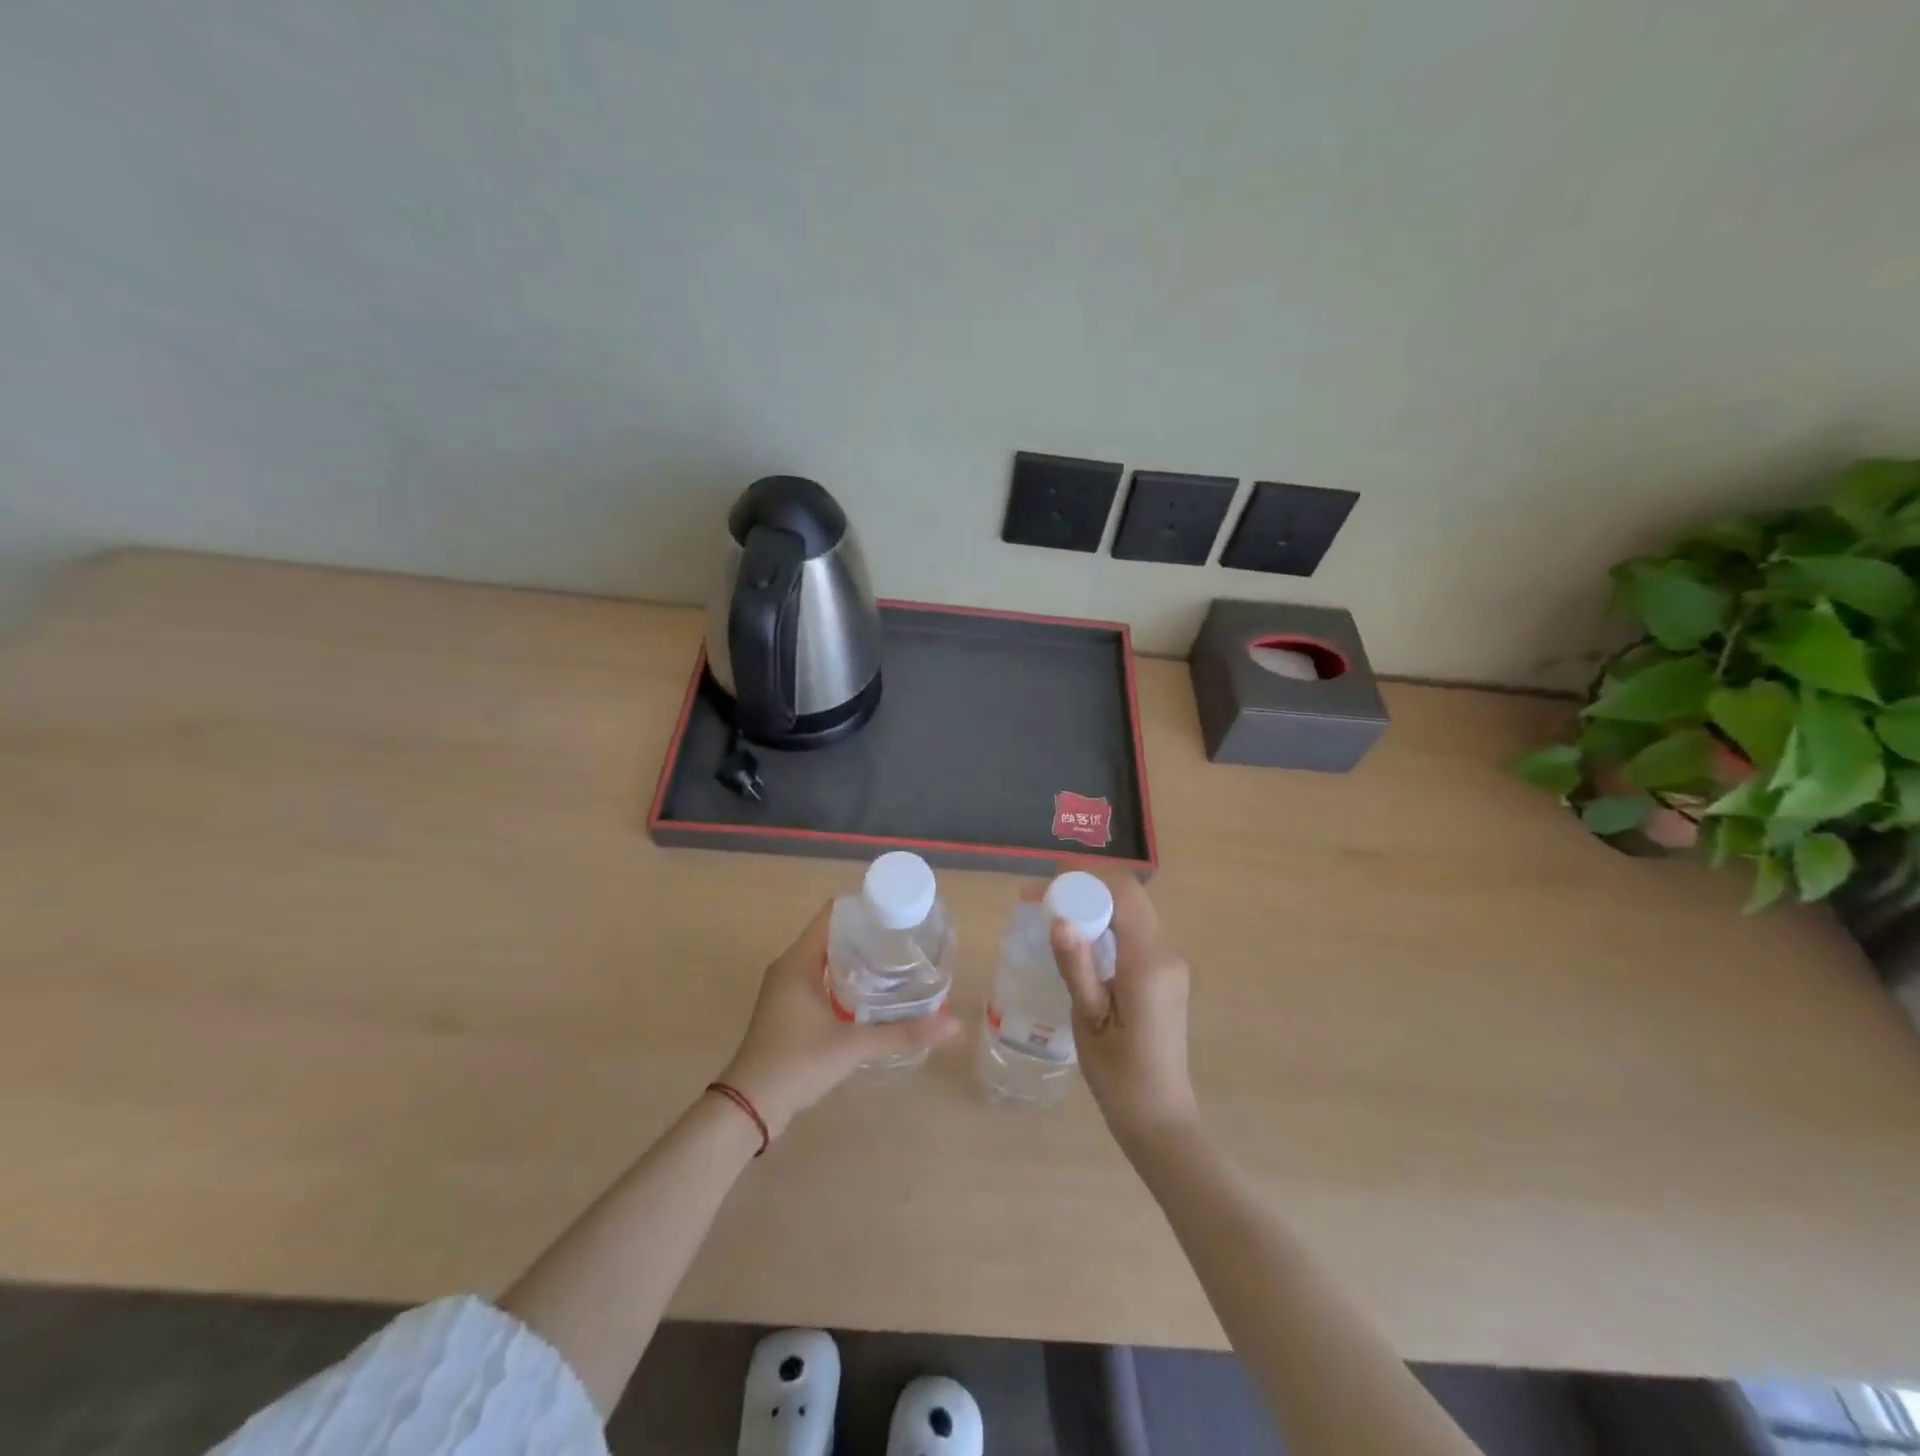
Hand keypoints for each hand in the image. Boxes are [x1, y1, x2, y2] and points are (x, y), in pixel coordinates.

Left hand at [718, 903, 959, 1138]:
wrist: (748, 1109)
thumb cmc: (795, 1064)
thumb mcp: (851, 1047)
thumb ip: (901, 1034)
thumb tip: (953, 1025)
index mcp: (798, 961)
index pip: (832, 915)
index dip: (864, 907)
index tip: (898, 910)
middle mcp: (790, 967)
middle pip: (832, 935)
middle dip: (868, 934)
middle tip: (906, 938)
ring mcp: (787, 990)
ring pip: (827, 959)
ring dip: (857, 958)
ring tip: (897, 962)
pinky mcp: (789, 1010)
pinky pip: (821, 980)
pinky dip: (846, 979)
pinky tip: (873, 994)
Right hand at [1037, 868, 1198, 1146]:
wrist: (1159, 1119)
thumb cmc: (1119, 1076)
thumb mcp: (1089, 1020)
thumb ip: (1077, 966)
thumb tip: (1059, 919)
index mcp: (1149, 963)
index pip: (1123, 893)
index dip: (1084, 878)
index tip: (1045, 885)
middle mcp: (1166, 953)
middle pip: (1129, 897)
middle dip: (1085, 887)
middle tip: (1041, 899)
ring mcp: (1169, 963)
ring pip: (1132, 911)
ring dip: (1094, 903)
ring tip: (1052, 914)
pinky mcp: (1164, 974)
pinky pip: (1134, 932)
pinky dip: (1105, 923)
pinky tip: (1078, 939)